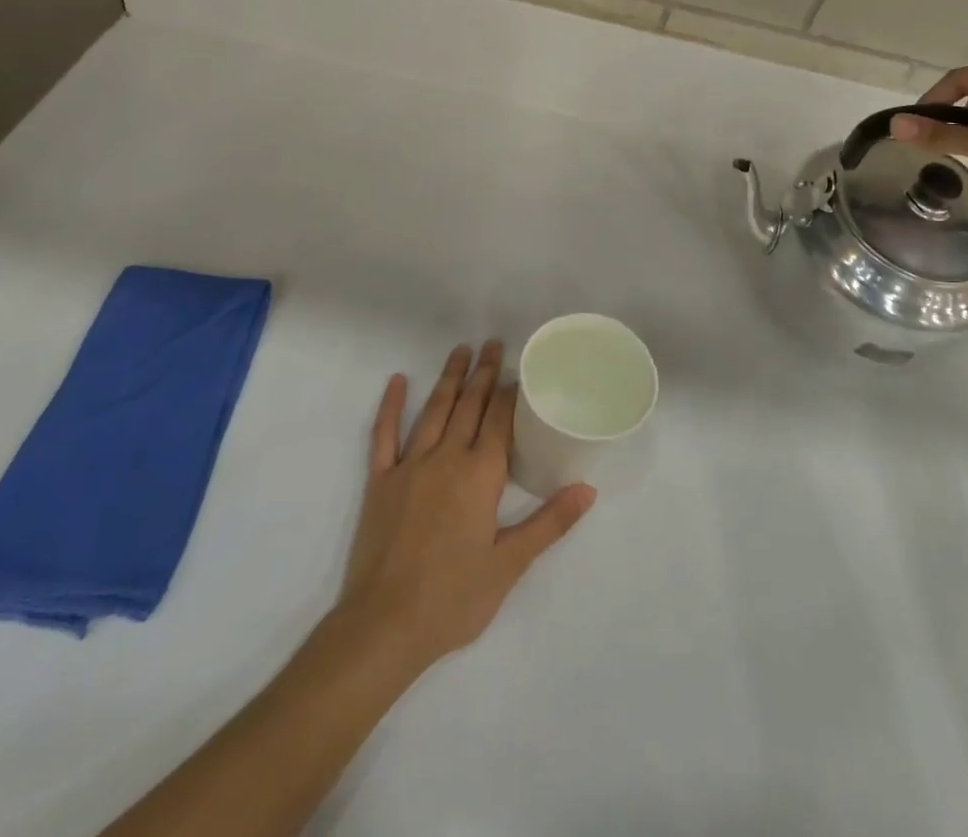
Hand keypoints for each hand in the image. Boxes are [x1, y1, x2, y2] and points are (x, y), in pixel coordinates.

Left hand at [338, 342, 595, 674]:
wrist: (385, 625)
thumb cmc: (454, 598)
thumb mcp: (510, 565)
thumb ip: (549, 523)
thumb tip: (588, 489)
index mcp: (479, 476)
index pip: (498, 421)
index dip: (509, 392)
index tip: (518, 368)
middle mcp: (446, 459)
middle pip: (468, 406)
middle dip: (483, 373)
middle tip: (492, 343)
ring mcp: (409, 466)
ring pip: (433, 410)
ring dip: (449, 378)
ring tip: (460, 350)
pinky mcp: (380, 481)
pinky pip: (384, 434)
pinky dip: (391, 406)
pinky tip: (398, 381)